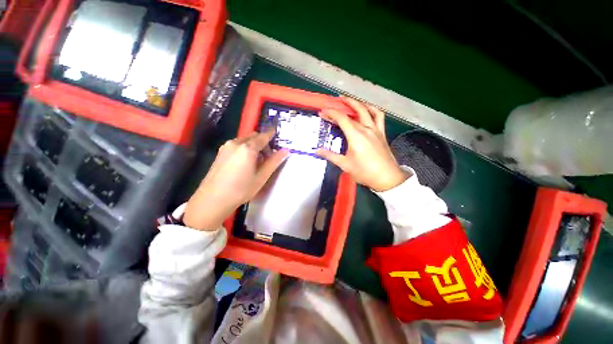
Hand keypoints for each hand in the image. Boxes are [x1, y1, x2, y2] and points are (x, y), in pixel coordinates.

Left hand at [183, 130, 288, 229]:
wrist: (212, 200)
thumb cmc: (241, 190)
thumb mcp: (261, 177)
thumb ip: (274, 162)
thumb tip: (285, 151)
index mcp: (248, 148)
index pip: (264, 136)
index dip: (272, 135)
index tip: (278, 135)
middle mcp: (236, 143)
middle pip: (254, 136)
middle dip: (263, 143)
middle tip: (268, 157)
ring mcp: (226, 147)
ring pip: (245, 140)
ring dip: (254, 146)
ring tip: (256, 162)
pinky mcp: (220, 152)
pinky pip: (237, 145)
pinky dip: (245, 149)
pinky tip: (244, 164)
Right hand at [316, 97, 409, 191]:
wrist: (386, 178)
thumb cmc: (364, 172)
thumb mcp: (345, 165)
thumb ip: (330, 156)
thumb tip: (317, 151)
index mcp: (355, 136)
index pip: (342, 119)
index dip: (331, 113)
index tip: (322, 112)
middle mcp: (366, 129)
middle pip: (352, 112)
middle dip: (341, 106)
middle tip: (333, 103)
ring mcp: (376, 129)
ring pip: (366, 110)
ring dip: (357, 103)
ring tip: (348, 100)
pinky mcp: (382, 132)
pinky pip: (379, 116)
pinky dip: (372, 109)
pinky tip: (367, 108)